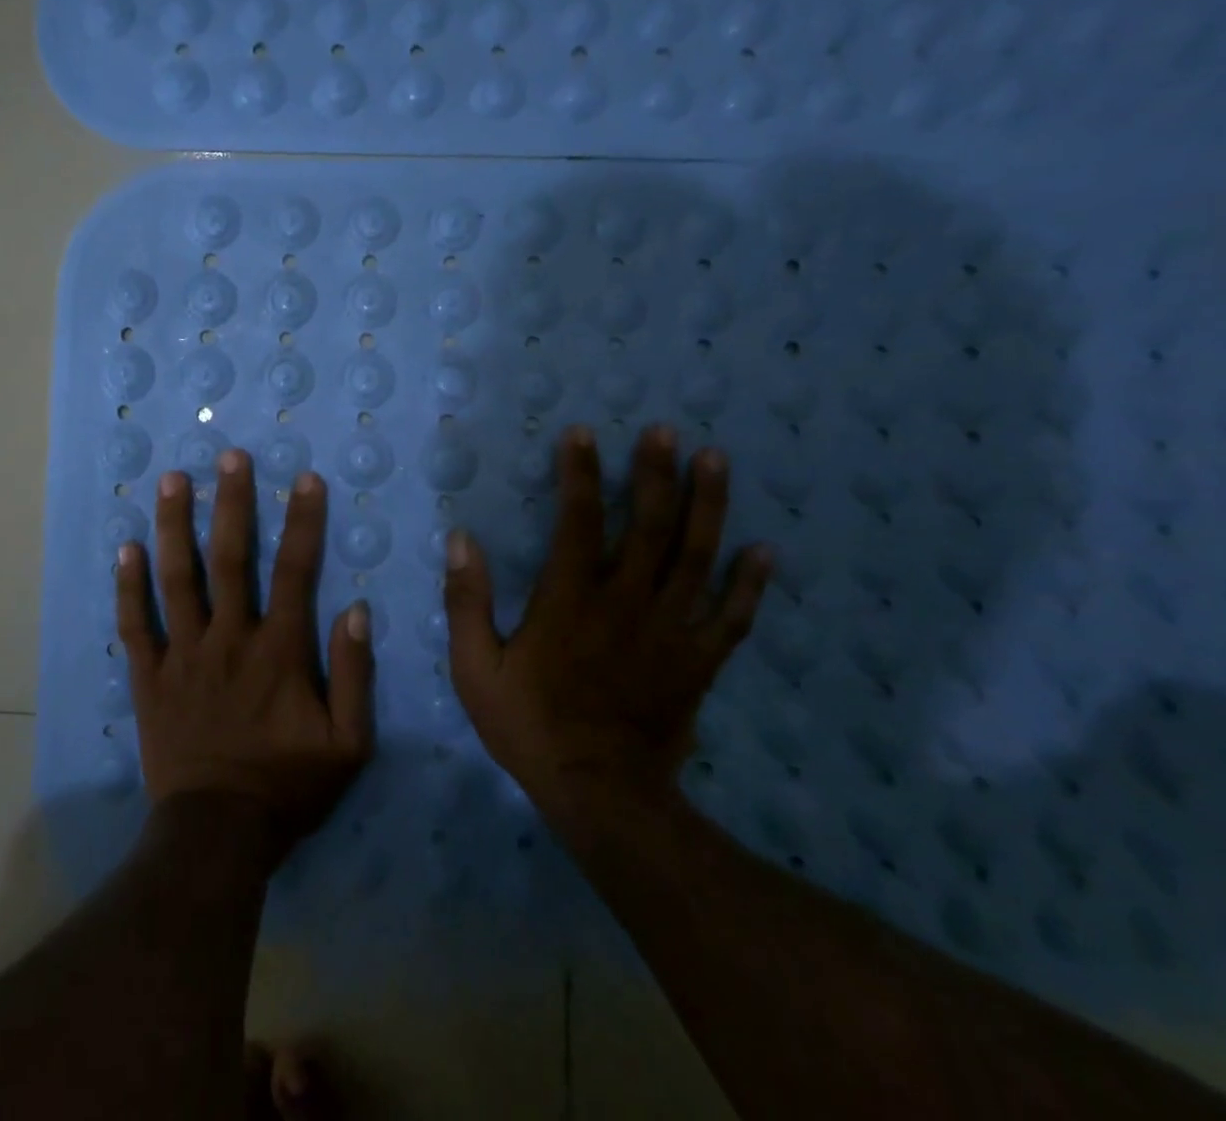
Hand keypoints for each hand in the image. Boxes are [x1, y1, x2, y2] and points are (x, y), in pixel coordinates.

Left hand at [115, 450, 374, 861]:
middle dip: (231, 503)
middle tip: (229, 456)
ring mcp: (183, 655)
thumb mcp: (347, 743)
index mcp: (277, 650)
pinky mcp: (150, 677)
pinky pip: (136, 625)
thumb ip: (354, 674)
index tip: (305, 478)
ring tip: (171, 481)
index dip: (302, 522)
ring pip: (176, 579)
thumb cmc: (287, 786)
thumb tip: (356, 610)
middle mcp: (227, 638)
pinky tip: (124, 549)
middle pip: (229, 559)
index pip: (294, 571)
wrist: (218, 834)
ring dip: (173, 527)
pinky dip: (128, 587)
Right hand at [445, 423, 773, 818]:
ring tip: (716, 461)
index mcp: (569, 600)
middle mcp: (625, 604)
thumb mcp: (475, 668)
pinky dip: (749, 583)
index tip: (582, 433)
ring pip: (696, 558)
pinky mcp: (698, 663)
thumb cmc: (529, 725)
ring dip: (707, 506)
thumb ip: (467, 601)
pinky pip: (731, 617)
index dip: (580, 474)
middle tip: (664, 431)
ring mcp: (670, 632)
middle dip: (656, 474)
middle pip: (649, 527)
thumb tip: (461, 540)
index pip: (578, 521)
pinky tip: (764, 551)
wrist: (599, 795)